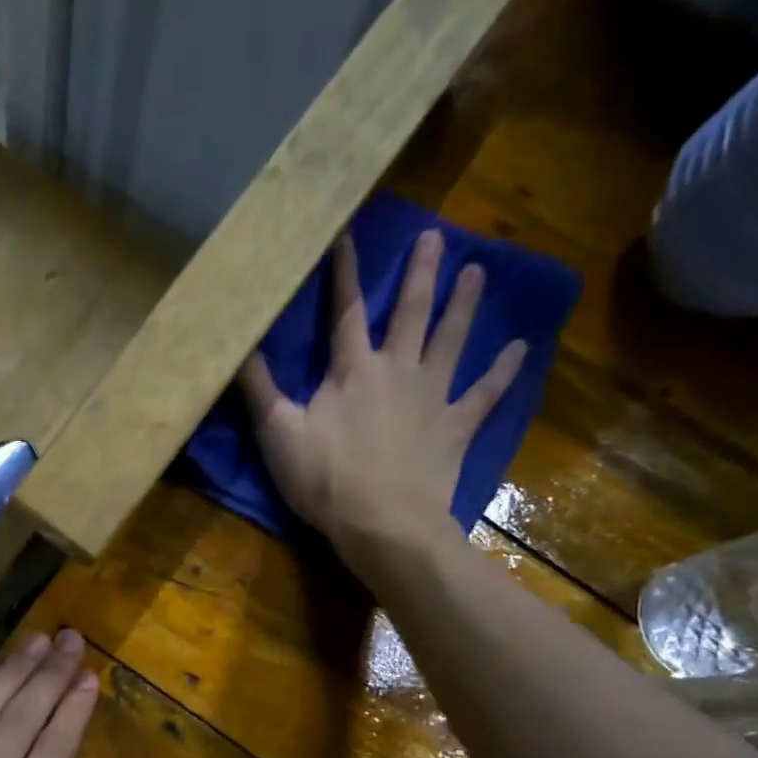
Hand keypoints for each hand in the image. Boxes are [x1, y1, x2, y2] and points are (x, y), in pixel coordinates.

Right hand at [240, 229, 525, 554]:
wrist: (383, 523)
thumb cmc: (325, 480)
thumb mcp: (278, 435)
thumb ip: (259, 390)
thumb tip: (237, 347)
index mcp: (352, 371)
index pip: (346, 312)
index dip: (345, 274)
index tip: (347, 234)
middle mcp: (397, 371)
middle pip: (411, 313)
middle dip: (420, 273)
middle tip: (434, 236)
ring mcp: (432, 397)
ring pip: (452, 340)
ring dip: (463, 304)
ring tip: (477, 271)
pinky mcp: (455, 427)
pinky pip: (485, 393)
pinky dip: (503, 371)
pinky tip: (520, 348)